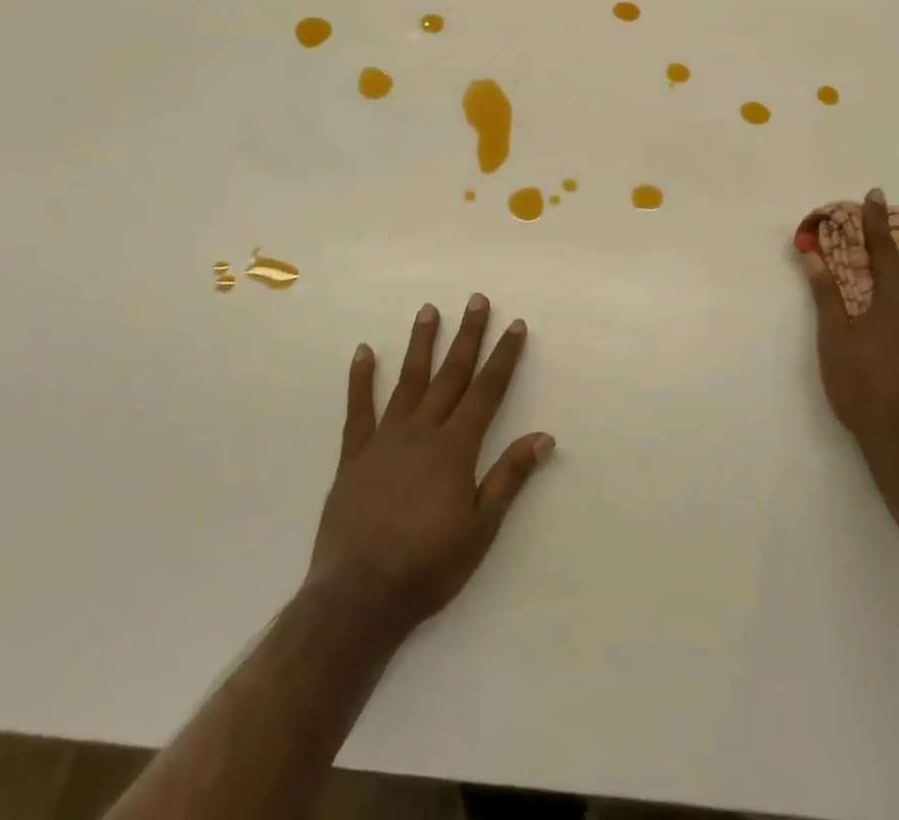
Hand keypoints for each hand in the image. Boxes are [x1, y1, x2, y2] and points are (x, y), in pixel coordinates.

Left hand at [307, 295, 553, 634]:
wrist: (359, 597)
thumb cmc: (428, 566)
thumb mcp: (481, 529)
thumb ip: (509, 477)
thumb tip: (543, 436)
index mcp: (455, 447)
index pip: (487, 391)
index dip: (504, 356)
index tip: (515, 325)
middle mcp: (422, 431)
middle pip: (451, 374)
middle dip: (468, 336)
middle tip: (477, 300)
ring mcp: (385, 439)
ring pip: (408, 380)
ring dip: (421, 343)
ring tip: (429, 310)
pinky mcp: (354, 455)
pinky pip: (358, 409)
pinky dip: (360, 379)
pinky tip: (364, 351)